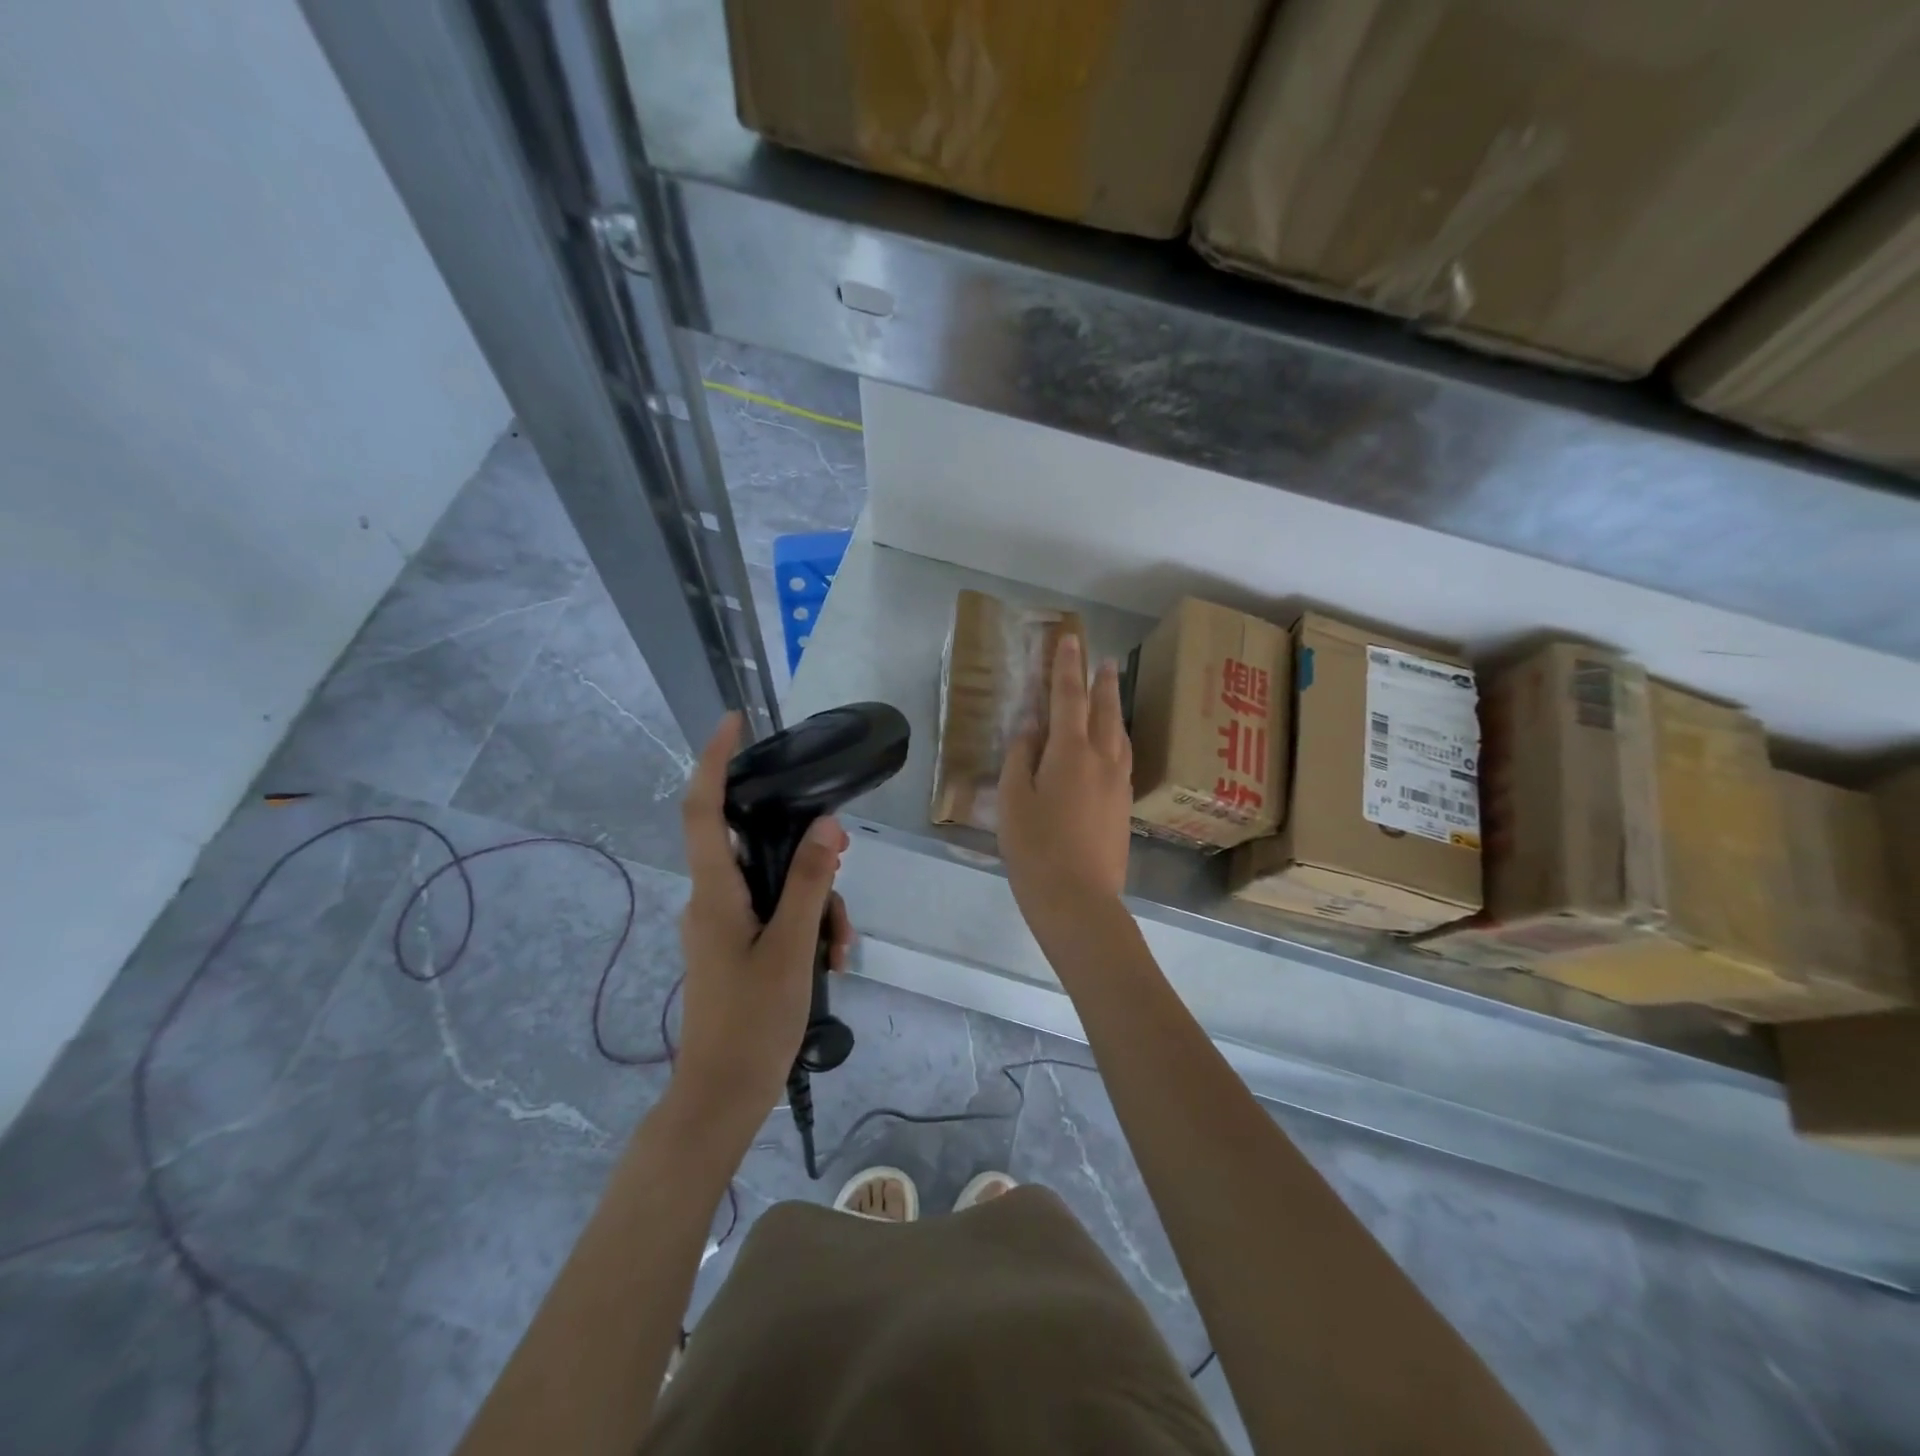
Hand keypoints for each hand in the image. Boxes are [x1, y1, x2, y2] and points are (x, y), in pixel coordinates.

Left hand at [674, 713, 852, 1131]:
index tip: (734, 723)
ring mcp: (720, 923)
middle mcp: (711, 899)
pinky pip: (772, 911)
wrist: (722, 1096)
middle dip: (804, 848)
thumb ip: (811, 884)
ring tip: (843, 943)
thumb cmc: (753, 1024)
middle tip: (846, 859)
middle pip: (754, 845)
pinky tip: (832, 955)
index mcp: (715, 894)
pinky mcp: (733, 943)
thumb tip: (828, 826)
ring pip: (773, 882)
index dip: (713, 761)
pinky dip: (804, 922)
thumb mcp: (794, 949)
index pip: (703, 810)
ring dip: (814, 901)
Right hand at [996, 635, 1133, 921]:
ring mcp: (1118, 784)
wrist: (1078, 899)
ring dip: (1115, 708)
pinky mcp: (1124, 807)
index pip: (1068, 697)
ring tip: (1110, 694)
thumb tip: (1031, 729)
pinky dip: (1117, 738)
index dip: (1067, 667)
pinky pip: (1124, 758)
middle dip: (1102, 682)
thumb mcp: (1013, 799)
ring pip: (1121, 735)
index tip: (1071, 639)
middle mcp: (1102, 760)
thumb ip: (1021, 757)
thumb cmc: (1034, 848)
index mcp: (1071, 752)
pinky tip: (1114, 745)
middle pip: (1105, 711)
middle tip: (1103, 659)